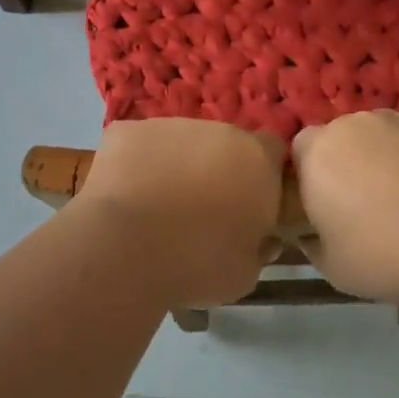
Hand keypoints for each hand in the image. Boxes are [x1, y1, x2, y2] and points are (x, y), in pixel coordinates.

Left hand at [72, 118, 286, 308]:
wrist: (125, 248)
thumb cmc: (197, 263)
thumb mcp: (246, 273)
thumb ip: (260, 246)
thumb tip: (262, 237)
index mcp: (256, 159)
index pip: (272, 151)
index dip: (263, 174)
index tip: (251, 202)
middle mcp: (217, 130)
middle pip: (224, 143)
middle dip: (218, 169)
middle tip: (202, 209)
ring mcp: (169, 124)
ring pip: (180, 142)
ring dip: (177, 164)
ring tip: (158, 206)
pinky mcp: (126, 129)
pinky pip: (138, 144)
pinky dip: (135, 163)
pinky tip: (126, 194)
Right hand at [292, 109, 398, 302]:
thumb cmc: (392, 254)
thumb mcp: (337, 271)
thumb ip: (314, 247)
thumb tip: (311, 236)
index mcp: (318, 154)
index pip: (299, 151)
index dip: (311, 177)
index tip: (327, 208)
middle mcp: (353, 124)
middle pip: (344, 139)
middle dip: (352, 167)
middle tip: (372, 209)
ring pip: (385, 136)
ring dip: (390, 160)